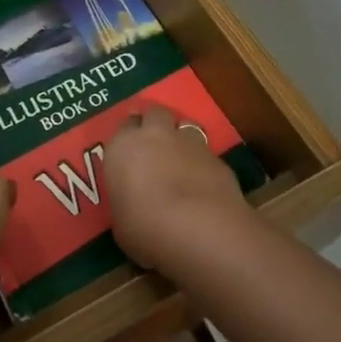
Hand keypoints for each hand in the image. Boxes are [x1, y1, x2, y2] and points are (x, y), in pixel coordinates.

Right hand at [104, 106, 253, 269]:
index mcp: (123, 147)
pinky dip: (203, 163)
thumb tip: (134, 204)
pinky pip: (206, 153)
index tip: (130, 149)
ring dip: (182, 138)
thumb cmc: (145, 228)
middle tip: (155, 143)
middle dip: (155, 123)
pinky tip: (204, 184)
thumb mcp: (122, 222)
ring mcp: (189, 143)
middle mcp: (155, 135)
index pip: (124, 126)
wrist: (198, 228)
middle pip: (155, 113)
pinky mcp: (217, 158)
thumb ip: (127, 201)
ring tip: (181, 160)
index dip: (128, 136)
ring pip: (185, 126)